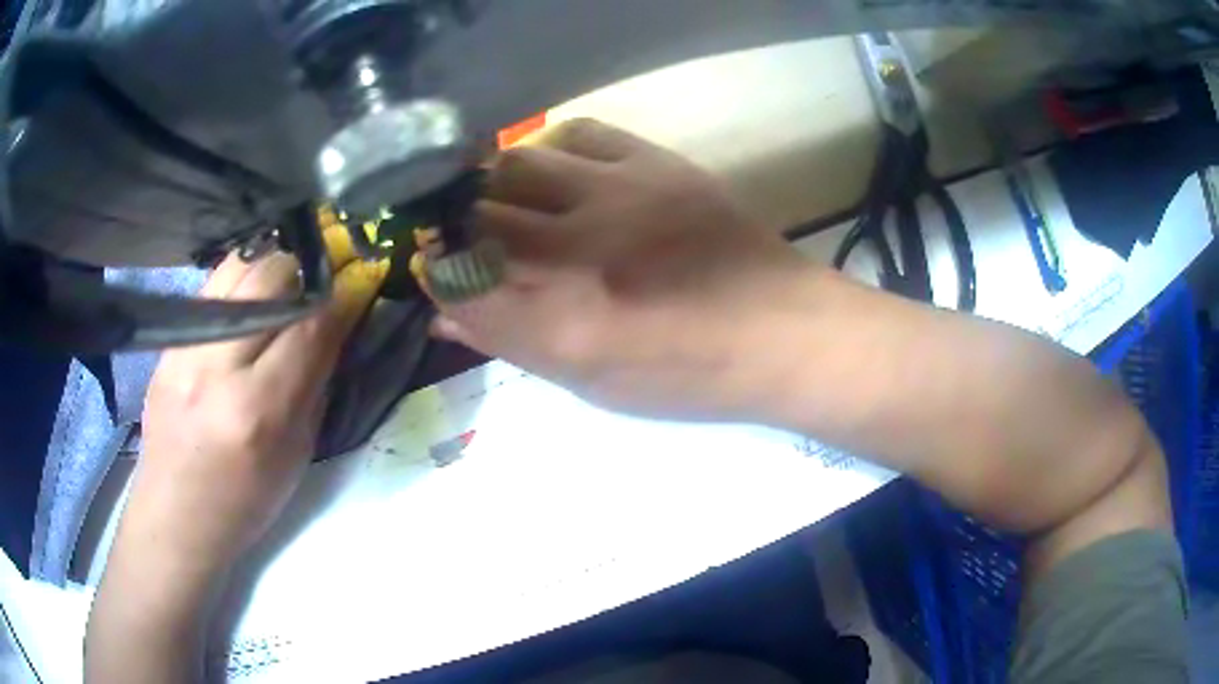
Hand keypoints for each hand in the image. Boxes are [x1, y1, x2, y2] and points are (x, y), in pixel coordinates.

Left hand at [121, 229, 386, 573]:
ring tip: (284, 285)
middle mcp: (216, 366)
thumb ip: (316, 383)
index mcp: (258, 409)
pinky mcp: (168, 343)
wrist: (176, 515)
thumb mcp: (297, 454)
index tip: (360, 282)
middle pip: (270, 276)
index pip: (310, 325)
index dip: (342, 296)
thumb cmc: (246, 501)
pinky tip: (249, 300)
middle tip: (318, 284)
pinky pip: (211, 288)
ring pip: (238, 268)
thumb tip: (338, 324)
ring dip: (270, 268)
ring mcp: (185, 348)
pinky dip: (240, 283)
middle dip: (305, 271)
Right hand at [429, 119, 810, 418]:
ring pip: (514, 163)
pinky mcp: (654, 163)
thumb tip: (444, 316)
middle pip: (475, 215)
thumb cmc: (688, 376)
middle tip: (459, 235)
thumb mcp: (592, 384)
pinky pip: (576, 132)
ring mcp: (618, 195)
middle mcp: (578, 252)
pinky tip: (555, 171)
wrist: (781, 330)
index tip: (433, 271)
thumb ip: (511, 344)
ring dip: (493, 182)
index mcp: (562, 325)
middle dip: (452, 225)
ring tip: (502, 199)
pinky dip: (549, 149)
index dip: (433, 273)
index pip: (457, 282)